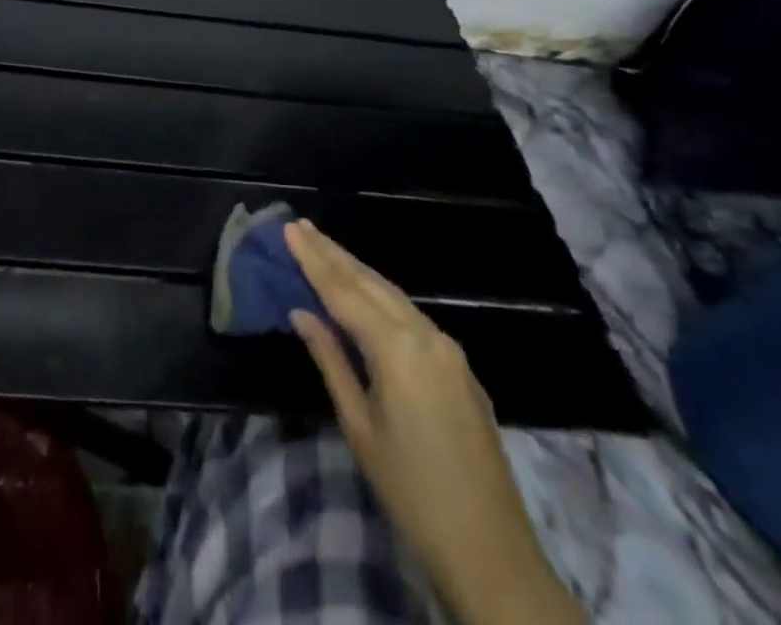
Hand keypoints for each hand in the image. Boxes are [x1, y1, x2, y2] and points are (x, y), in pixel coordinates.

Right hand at [286, 221, 583, 624]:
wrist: (491, 552)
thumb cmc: (411, 492)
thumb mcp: (359, 426)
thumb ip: (331, 360)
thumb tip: (302, 312)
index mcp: (398, 348)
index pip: (344, 291)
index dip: (313, 259)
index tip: (289, 229)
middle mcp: (426, 335)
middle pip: (371, 283)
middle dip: (334, 254)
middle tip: (302, 226)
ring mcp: (449, 350)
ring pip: (393, 295)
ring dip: (357, 270)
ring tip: (325, 248)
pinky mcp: (460, 368)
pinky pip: (412, 316)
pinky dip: (381, 296)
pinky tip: (365, 293)